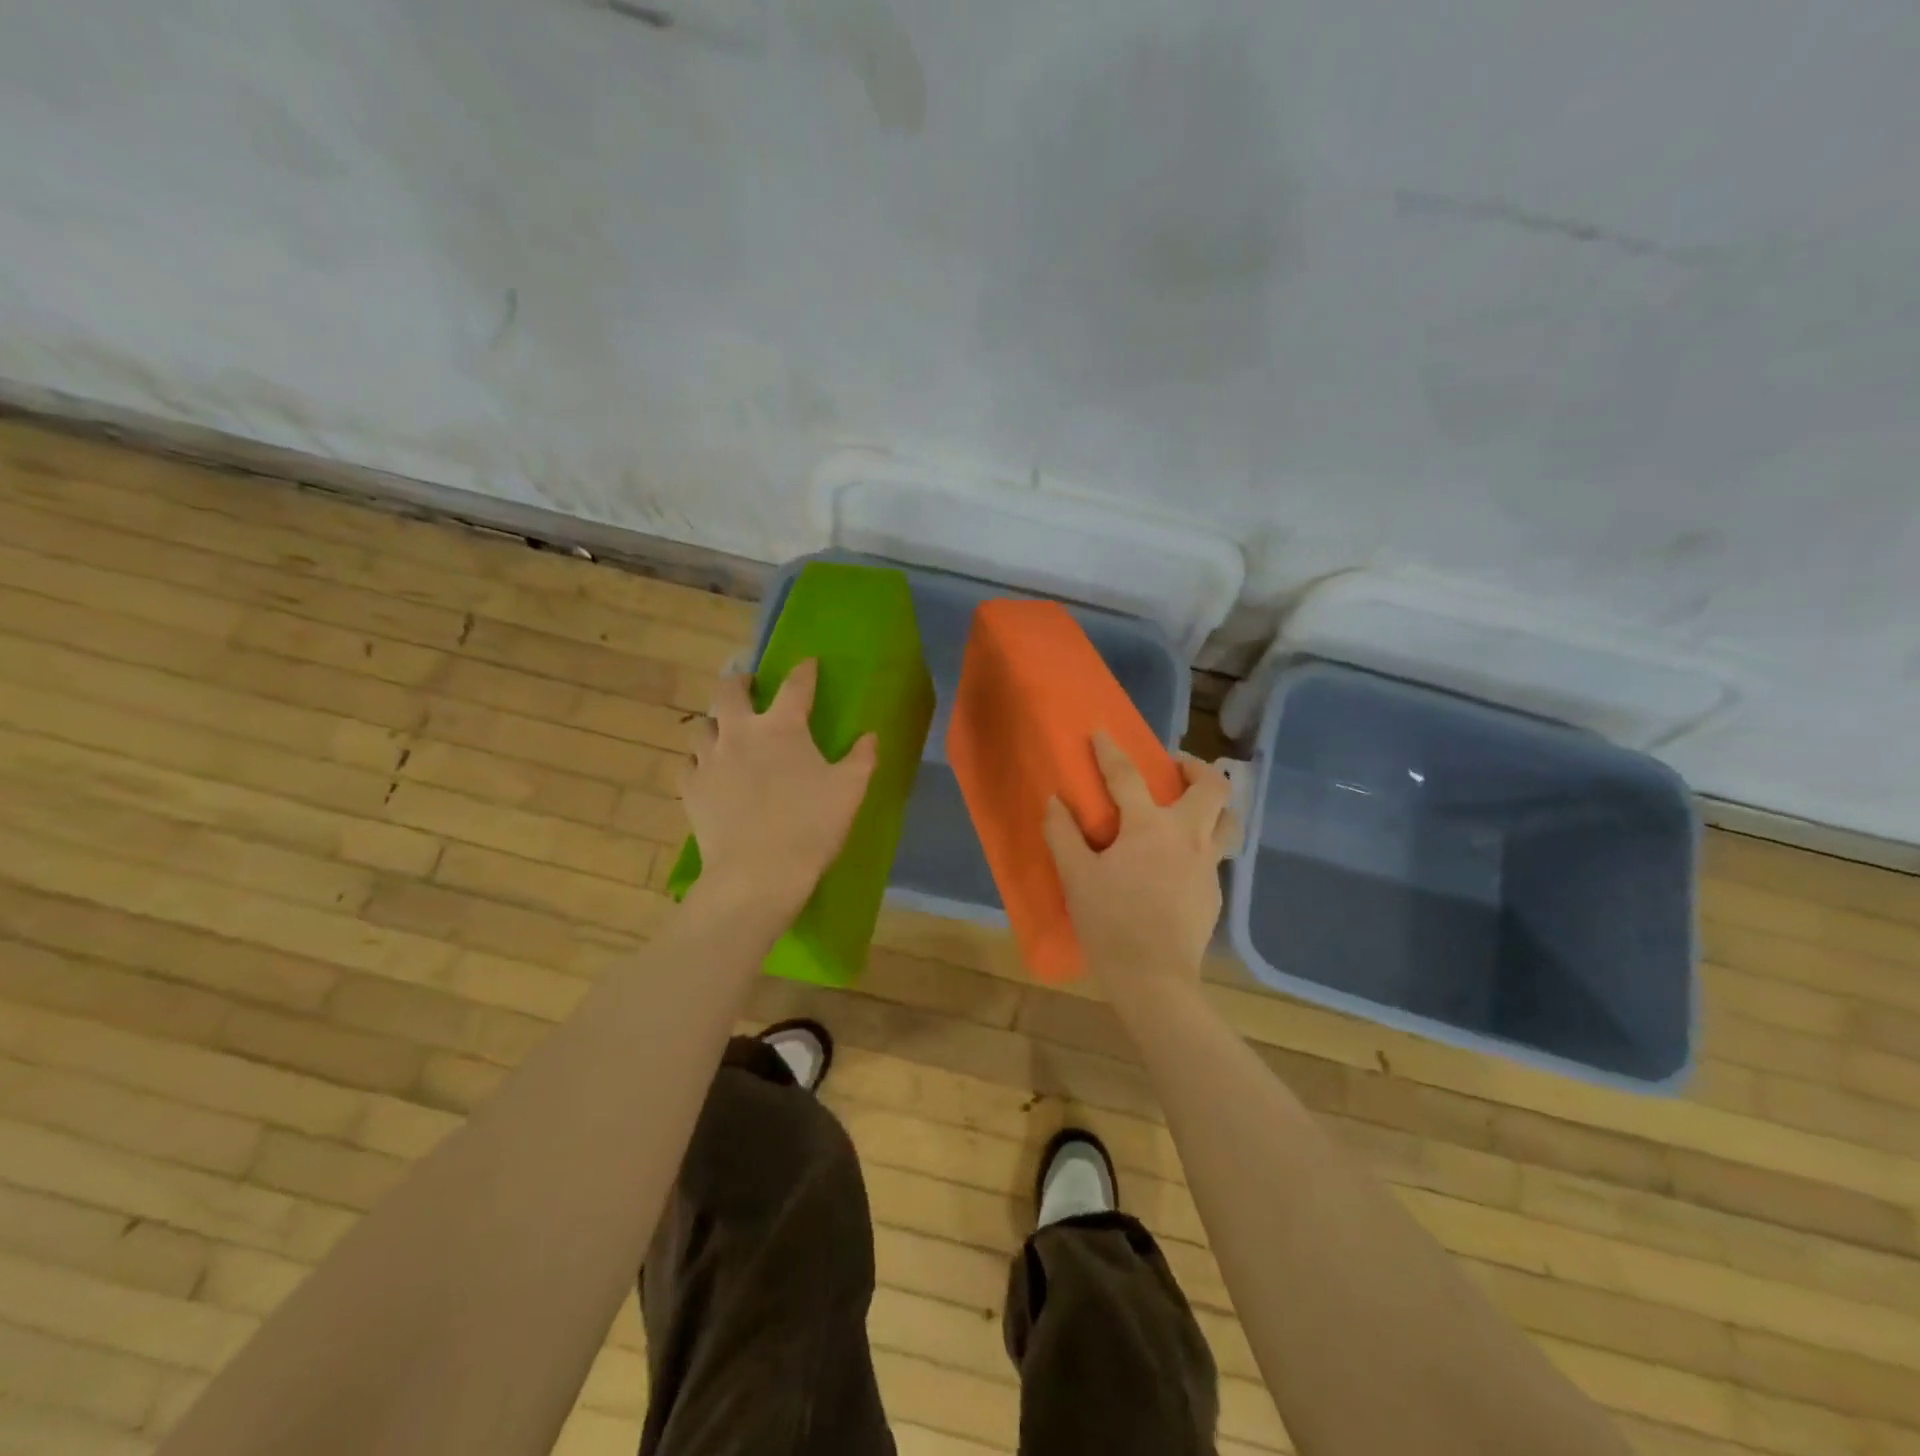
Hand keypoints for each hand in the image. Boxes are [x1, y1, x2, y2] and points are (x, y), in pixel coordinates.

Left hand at [682, 659, 876, 919]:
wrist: (757, 874)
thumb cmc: (810, 827)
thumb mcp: (849, 791)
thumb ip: (862, 758)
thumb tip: (870, 736)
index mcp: (782, 727)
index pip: (795, 686)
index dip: (804, 671)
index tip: (808, 663)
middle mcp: (740, 733)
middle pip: (729, 690)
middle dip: (739, 681)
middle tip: (748, 685)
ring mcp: (709, 760)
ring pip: (701, 724)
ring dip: (714, 720)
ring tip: (724, 728)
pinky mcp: (691, 788)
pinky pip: (688, 762)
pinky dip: (697, 759)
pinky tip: (706, 769)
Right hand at [1042, 733, 1237, 1001]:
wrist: (1155, 979)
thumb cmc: (1110, 922)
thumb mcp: (1076, 877)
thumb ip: (1063, 834)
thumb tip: (1055, 801)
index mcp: (1150, 827)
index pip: (1128, 776)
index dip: (1110, 752)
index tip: (1101, 733)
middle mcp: (1188, 836)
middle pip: (1212, 787)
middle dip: (1196, 767)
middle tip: (1176, 766)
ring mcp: (1208, 865)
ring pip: (1228, 821)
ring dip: (1214, 805)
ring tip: (1192, 808)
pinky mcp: (1215, 892)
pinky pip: (1216, 855)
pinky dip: (1203, 844)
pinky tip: (1179, 863)